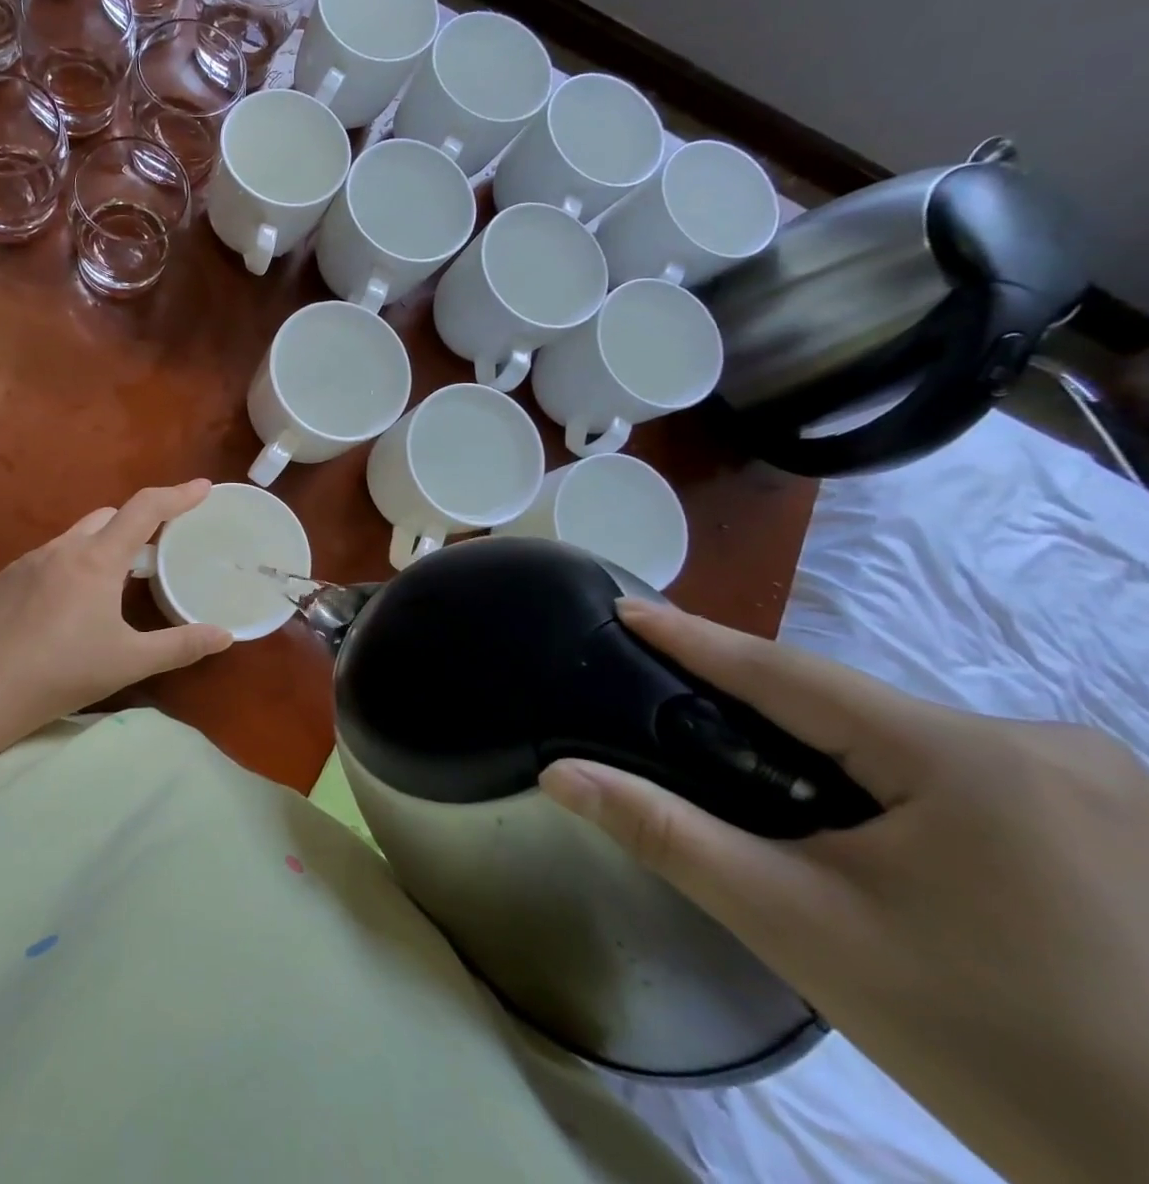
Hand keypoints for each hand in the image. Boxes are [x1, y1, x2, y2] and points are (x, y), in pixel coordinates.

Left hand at [0, 480, 232, 738]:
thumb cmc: (65, 671)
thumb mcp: (130, 661)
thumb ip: (181, 645)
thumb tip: (225, 635)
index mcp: (98, 560)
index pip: (145, 510)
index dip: (177, 495)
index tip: (203, 487)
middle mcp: (64, 548)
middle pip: (110, 516)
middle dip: (137, 525)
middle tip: (156, 554)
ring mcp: (31, 559)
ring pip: (77, 536)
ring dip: (101, 546)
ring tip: (112, 584)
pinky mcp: (8, 576)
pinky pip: (50, 557)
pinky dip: (70, 566)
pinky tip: (67, 605)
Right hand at [540, 599, 1148, 1183]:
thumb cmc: (991, 1046)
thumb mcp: (803, 930)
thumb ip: (669, 835)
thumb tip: (559, 775)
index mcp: (966, 755)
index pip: (787, 672)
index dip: (694, 637)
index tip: (623, 606)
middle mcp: (1046, 745)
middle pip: (853, 709)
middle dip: (762, 712)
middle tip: (677, 716)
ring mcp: (1108, 785)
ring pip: (909, 741)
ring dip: (830, 754)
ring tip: (765, 785)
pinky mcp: (1128, 827)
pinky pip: (965, 774)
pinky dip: (894, 783)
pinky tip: (873, 831)